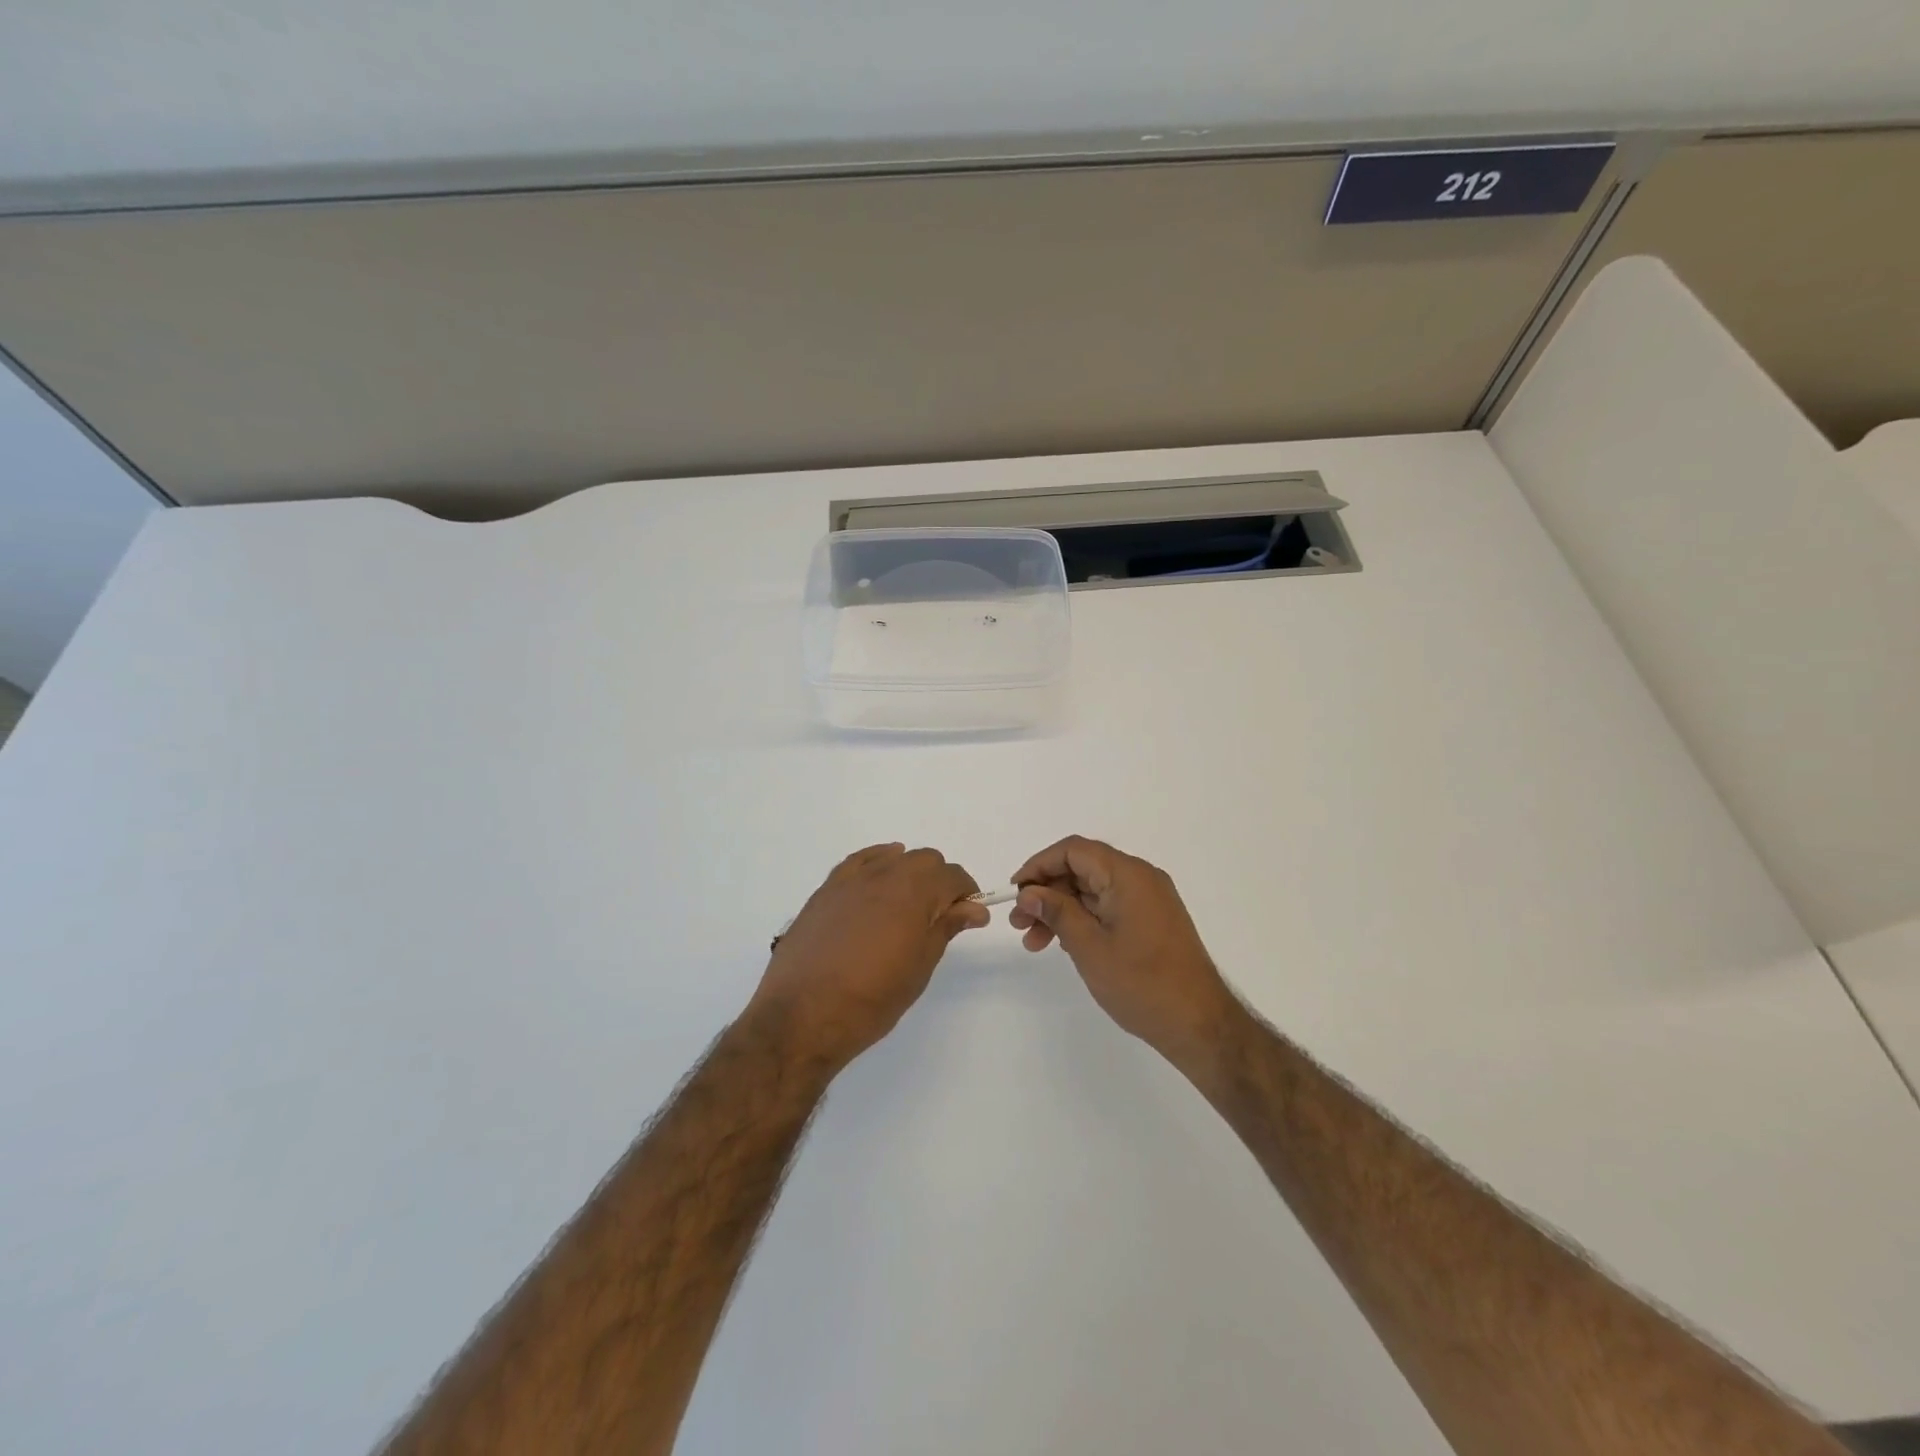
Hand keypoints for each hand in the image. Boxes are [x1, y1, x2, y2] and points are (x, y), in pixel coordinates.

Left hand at [750, 844, 988, 1068]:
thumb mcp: (920, 965)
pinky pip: (859, 862)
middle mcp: (884, 874)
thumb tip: (973, 908)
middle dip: (940, 881)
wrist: (803, 1015)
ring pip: (893, 857)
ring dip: (909, 873)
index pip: (952, 876)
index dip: (966, 893)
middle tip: (940, 916)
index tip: (968, 916)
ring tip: (907, 907)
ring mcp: (851, 879)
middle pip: (925, 860)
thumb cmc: (872, 997)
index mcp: (914, 891)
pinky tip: (878, 880)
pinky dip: (876, 863)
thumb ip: (946, 928)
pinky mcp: (826, 889)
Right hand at [1010, 836, 1238, 1068]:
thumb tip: (1029, 893)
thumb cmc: (1142, 983)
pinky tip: (1065, 944)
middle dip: (1047, 892)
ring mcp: (1149, 899)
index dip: (1038, 866)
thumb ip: (1057, 913)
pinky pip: (1109, 906)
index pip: (1073, 851)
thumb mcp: (1089, 947)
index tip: (1015, 892)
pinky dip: (1083, 919)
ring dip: (1061, 910)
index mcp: (1128, 875)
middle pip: (1082, 869)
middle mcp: (1141, 878)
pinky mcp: (1152, 920)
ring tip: (1034, 942)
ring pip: (1093, 890)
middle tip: (1018, 923)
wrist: (1200, 1024)